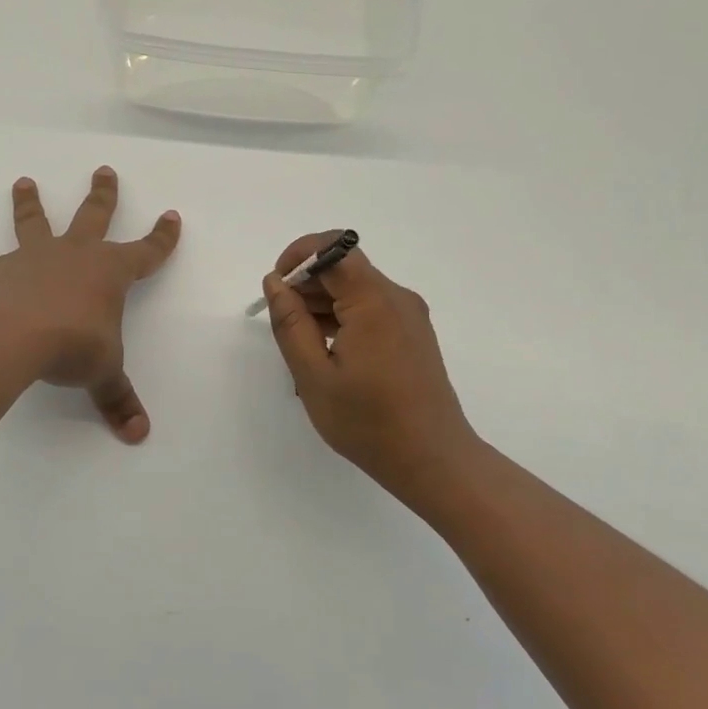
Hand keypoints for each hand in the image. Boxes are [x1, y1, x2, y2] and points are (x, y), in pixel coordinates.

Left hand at [0, 168, 180, 442]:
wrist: (20, 338)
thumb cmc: (75, 347)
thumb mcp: (105, 373)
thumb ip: (119, 399)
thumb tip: (139, 434)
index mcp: (110, 272)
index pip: (146, 251)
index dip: (162, 237)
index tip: (172, 216)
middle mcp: (75, 255)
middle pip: (94, 215)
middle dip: (103, 194)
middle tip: (104, 170)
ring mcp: (36, 259)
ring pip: (35, 222)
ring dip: (30, 203)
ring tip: (24, 181)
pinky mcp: (1, 272)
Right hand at [261, 233, 480, 499]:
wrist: (432, 459)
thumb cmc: (367, 421)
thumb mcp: (313, 375)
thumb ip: (290, 323)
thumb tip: (275, 282)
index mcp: (374, 301)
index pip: (333, 248)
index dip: (298, 256)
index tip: (275, 286)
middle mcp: (396, 298)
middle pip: (344, 267)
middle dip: (306, 284)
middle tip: (283, 324)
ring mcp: (409, 316)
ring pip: (356, 289)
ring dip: (322, 304)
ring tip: (301, 346)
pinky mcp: (412, 334)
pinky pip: (370, 309)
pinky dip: (342, 318)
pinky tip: (326, 354)